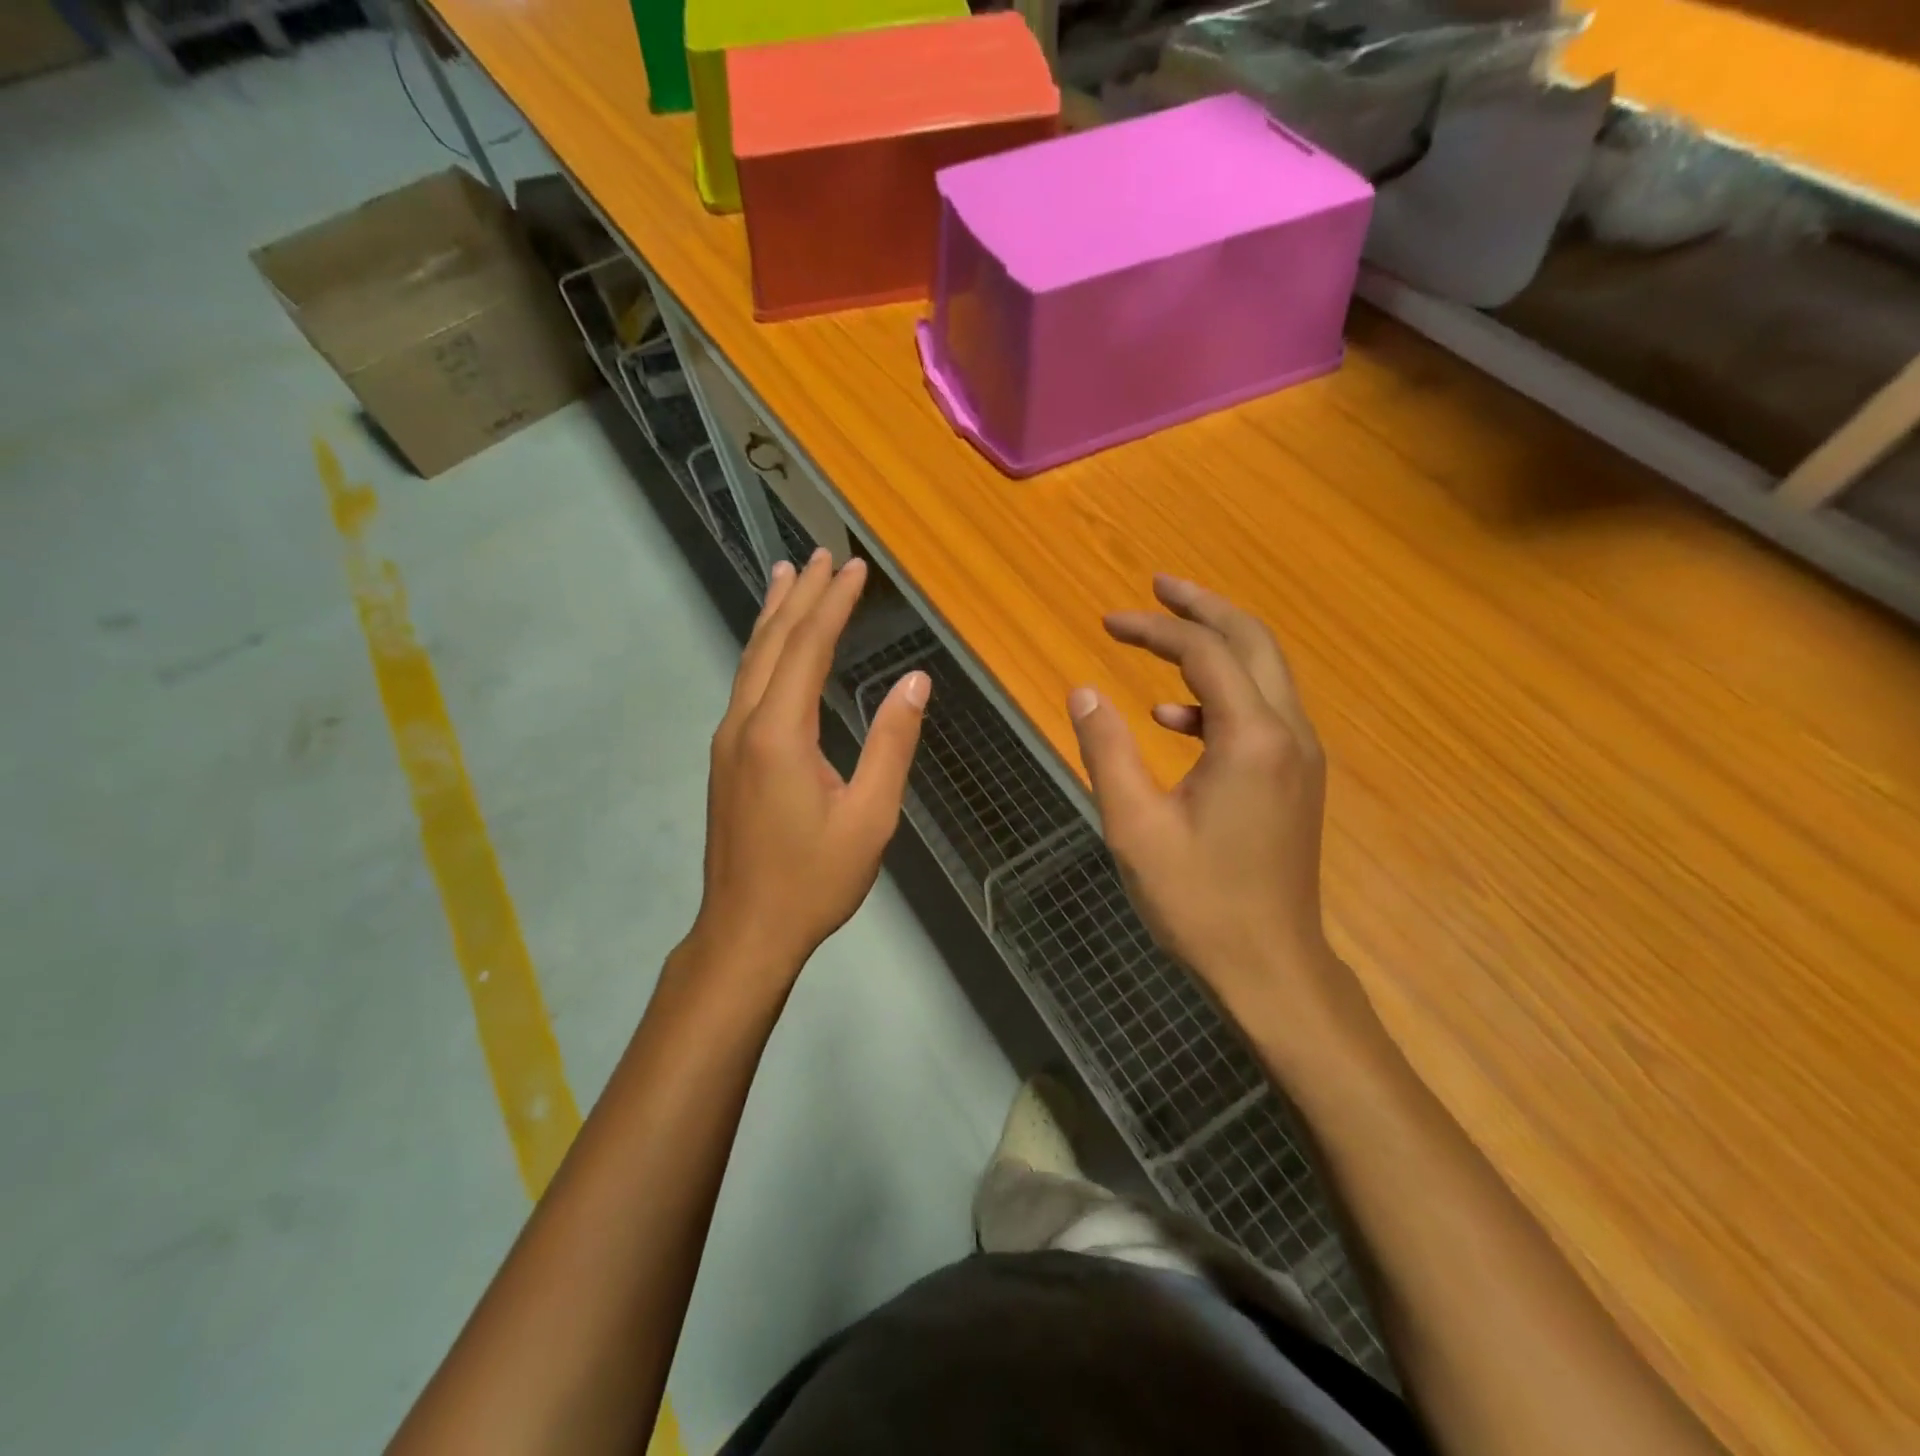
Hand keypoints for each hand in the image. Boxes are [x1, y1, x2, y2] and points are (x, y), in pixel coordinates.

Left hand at [690, 549, 928, 987]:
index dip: (833, 604)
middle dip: (800, 596)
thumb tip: (915, 681)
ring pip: (752, 661)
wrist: (746, 930)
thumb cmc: (814, 879)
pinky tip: (773, 646)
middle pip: (773, 642)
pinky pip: (746, 684)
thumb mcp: (870, 816)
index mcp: (779, 733)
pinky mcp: (727, 757)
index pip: (808, 647)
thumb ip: (892, 744)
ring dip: (774, 616)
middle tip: (820, 555)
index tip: (853, 568)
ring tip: (788, 576)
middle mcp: (745, 724)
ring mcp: (728, 740)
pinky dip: (764, 650)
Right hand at [1068, 575, 1346, 1032]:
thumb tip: (1083, 691)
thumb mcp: (1135, 826)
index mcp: (1251, 738)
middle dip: (1203, 608)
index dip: (1153, 628)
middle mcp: (1288, 733)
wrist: (1271, 968)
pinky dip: (1219, 698)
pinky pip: (1261, 713)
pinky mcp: (1296, 779)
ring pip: (1264, 673)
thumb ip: (1106, 750)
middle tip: (1159, 586)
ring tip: (1162, 635)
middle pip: (1253, 641)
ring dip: (1216, 646)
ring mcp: (1299, 756)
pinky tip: (1173, 720)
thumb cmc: (1198, 901)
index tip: (1107, 621)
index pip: (1204, 652)